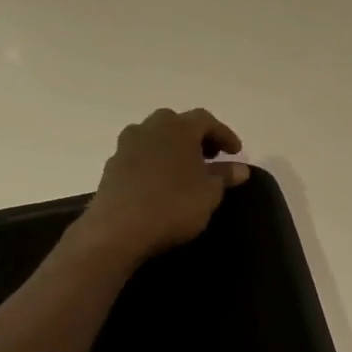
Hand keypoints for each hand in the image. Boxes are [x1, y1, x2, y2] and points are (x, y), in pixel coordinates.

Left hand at [76, 108, 248, 265]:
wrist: (117, 230)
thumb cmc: (172, 205)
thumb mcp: (209, 193)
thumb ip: (224, 176)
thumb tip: (240, 168)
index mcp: (178, 127)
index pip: (206, 121)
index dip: (224, 134)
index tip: (236, 152)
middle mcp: (151, 127)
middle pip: (178, 124)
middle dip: (196, 138)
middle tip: (210, 157)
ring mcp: (127, 145)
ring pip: (156, 138)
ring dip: (173, 148)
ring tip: (185, 170)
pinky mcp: (111, 165)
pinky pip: (140, 156)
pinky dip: (155, 163)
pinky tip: (161, 183)